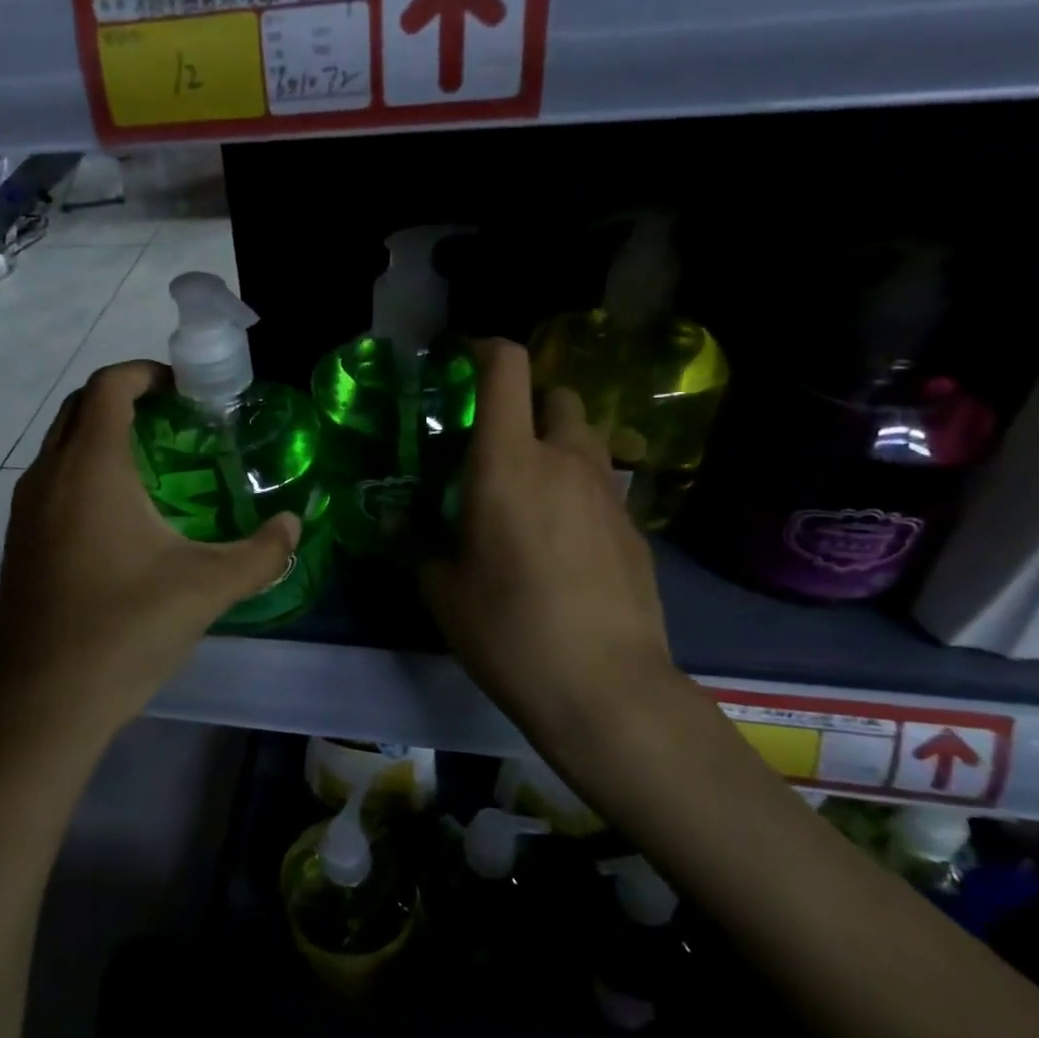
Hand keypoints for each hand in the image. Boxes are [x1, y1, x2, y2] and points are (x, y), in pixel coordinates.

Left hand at [0, 361, 300, 731]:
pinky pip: (52, 483)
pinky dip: (85, 473)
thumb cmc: (124, 631)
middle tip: (176, 421)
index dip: (145, 372)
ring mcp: (26, 512)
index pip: (109, 386)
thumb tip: (294, 526)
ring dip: (102, 437)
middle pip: (80, 407)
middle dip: (126, 399)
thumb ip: (261, 553)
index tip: (184, 388)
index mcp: (90, 468)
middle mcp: (48, 476)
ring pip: (61, 446)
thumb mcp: (207, 588)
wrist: (41, 706)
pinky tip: (122, 521)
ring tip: (155, 466)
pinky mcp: (19, 545)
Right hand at [422, 340, 689, 758]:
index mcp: (507, 462)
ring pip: (583, 440)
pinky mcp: (635, 527)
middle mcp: (564, 460)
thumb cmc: (507, 630)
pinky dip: (577, 491)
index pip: (507, 368)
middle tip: (495, 445)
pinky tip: (562, 543)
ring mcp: (608, 492)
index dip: (484, 350)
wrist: (604, 687)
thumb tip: (403, 523)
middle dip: (526, 404)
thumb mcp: (442, 588)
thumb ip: (420, 542)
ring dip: (555, 446)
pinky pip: (600, 486)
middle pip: (556, 396)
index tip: (462, 363)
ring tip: (529, 494)